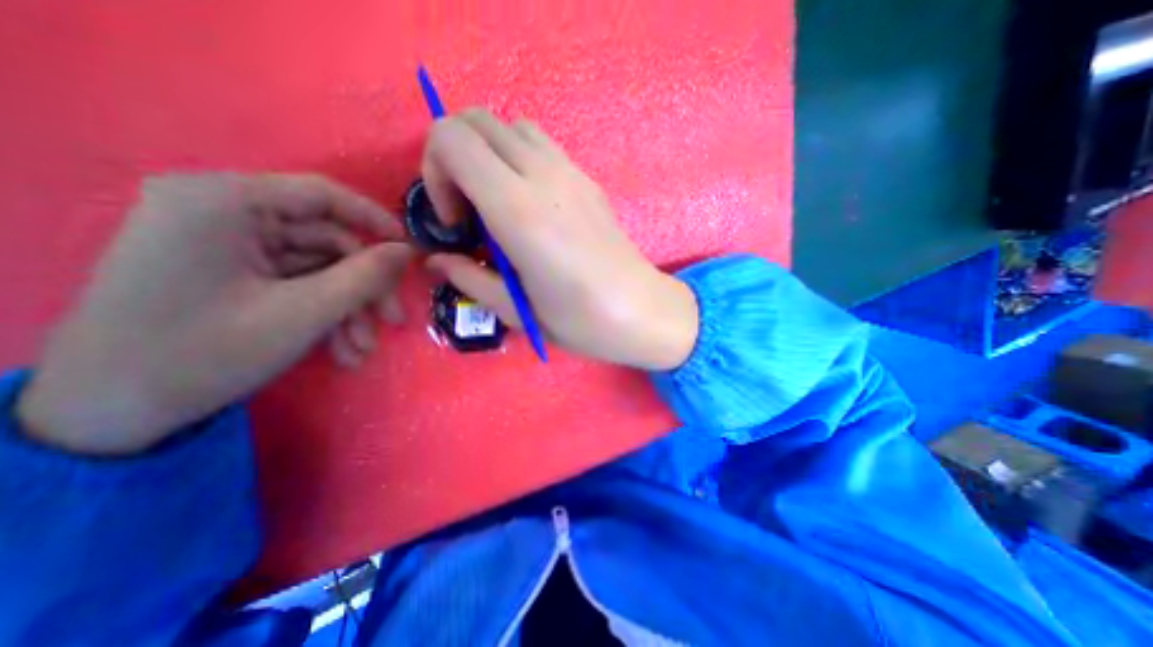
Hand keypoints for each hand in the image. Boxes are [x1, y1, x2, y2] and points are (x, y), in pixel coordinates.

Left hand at [18, 172, 414, 453]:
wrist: (110, 415)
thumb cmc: (207, 353)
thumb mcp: (305, 313)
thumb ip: (366, 276)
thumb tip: (408, 251)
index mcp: (223, 202)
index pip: (322, 195)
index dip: (375, 222)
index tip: (411, 253)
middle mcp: (222, 213)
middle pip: (326, 241)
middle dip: (364, 288)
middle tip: (392, 322)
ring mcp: (225, 245)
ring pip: (318, 269)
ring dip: (348, 310)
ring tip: (361, 350)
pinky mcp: (230, 272)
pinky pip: (297, 284)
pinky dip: (324, 315)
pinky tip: (341, 350)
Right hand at [423, 109, 697, 371]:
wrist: (641, 311)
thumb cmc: (580, 320)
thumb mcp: (515, 310)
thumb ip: (469, 278)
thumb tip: (438, 260)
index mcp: (519, 210)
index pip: (452, 138)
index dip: (435, 172)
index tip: (454, 220)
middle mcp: (544, 177)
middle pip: (478, 120)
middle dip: (455, 157)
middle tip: (468, 210)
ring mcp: (571, 172)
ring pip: (512, 127)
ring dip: (489, 155)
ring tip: (497, 205)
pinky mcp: (588, 180)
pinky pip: (542, 146)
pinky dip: (519, 160)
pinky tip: (530, 206)